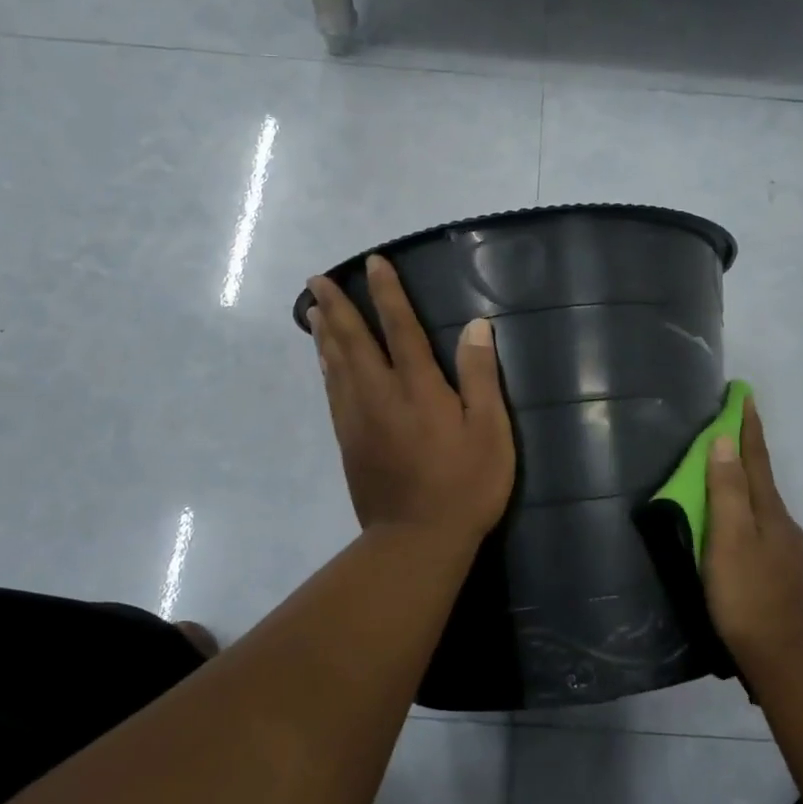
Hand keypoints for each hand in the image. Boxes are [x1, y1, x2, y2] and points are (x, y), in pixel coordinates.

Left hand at [307, 256, 514, 544]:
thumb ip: (479, 376)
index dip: (387, 293)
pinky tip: (323, 360)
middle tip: (317, 280)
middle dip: (336, 307)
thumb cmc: (464, 485)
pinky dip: (325, 367)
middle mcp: (380, 394)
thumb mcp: (490, 431)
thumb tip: (476, 326)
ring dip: (324, 333)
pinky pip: (332, 392)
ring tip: (312, 309)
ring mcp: (358, 419)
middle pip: (353, 341)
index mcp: (418, 388)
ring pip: (335, 364)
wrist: (415, 540)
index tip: (373, 263)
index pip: (400, 328)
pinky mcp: (348, 442)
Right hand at [704, 399, 802, 671]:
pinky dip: (745, 509)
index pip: (755, 458)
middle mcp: (782, 523)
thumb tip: (724, 440)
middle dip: (746, 448)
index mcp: (769, 511)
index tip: (744, 395)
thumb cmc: (750, 596)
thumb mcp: (731, 539)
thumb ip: (726, 491)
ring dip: (744, 480)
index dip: (747, 427)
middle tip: (729, 423)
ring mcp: (785, 550)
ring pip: (761, 503)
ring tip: (725, 469)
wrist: (788, 659)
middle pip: (760, 477)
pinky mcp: (780, 573)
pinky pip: (759, 525)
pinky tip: (737, 523)